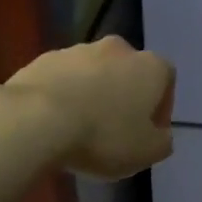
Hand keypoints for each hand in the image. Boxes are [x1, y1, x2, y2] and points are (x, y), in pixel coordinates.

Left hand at [5, 36, 175, 179]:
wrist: (36, 119)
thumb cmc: (102, 136)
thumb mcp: (146, 152)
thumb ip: (162, 142)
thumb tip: (160, 134)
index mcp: (149, 66)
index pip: (166, 80)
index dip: (160, 107)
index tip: (147, 132)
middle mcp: (118, 49)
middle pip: (128, 72)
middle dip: (124, 96)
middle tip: (114, 129)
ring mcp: (78, 50)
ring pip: (94, 73)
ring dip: (92, 94)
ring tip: (80, 127)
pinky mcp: (45, 59)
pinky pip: (62, 78)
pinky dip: (63, 94)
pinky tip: (54, 121)